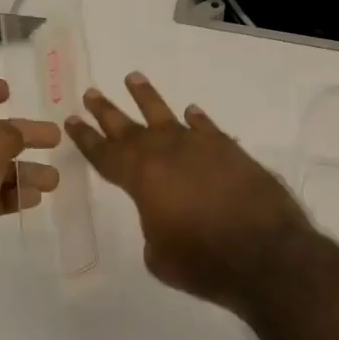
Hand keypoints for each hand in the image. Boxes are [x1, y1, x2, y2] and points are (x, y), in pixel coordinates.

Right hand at [65, 72, 312, 310]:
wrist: (266, 254)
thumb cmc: (204, 262)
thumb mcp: (160, 256)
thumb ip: (155, 228)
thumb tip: (167, 215)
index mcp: (143, 178)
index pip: (107, 154)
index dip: (88, 139)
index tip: (72, 120)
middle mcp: (168, 153)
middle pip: (130, 128)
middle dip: (108, 111)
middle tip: (91, 93)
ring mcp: (202, 148)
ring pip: (168, 117)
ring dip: (147, 98)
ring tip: (133, 78)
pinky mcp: (232, 152)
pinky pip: (208, 129)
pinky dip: (198, 120)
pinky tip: (191, 112)